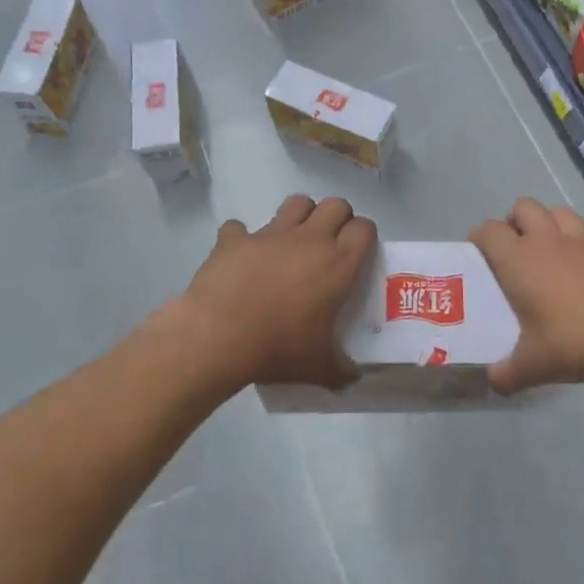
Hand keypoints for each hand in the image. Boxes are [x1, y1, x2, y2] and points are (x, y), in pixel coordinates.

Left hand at [178, 195, 375, 392]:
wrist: (218, 338)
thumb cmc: (278, 349)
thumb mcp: (318, 367)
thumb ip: (340, 371)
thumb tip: (353, 379)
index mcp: (337, 264)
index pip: (365, 228)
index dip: (364, 235)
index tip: (358, 253)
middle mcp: (309, 240)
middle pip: (335, 204)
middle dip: (337, 218)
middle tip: (329, 244)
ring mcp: (270, 234)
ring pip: (296, 203)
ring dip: (299, 216)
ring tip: (292, 241)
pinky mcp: (235, 239)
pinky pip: (239, 228)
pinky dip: (241, 238)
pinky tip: (240, 258)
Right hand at [471, 197, 583, 394]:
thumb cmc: (577, 341)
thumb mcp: (534, 366)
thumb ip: (507, 373)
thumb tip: (494, 381)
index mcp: (520, 260)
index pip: (489, 231)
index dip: (479, 238)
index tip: (478, 255)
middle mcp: (549, 240)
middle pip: (524, 207)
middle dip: (515, 222)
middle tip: (515, 251)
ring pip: (560, 213)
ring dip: (550, 225)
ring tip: (550, 253)